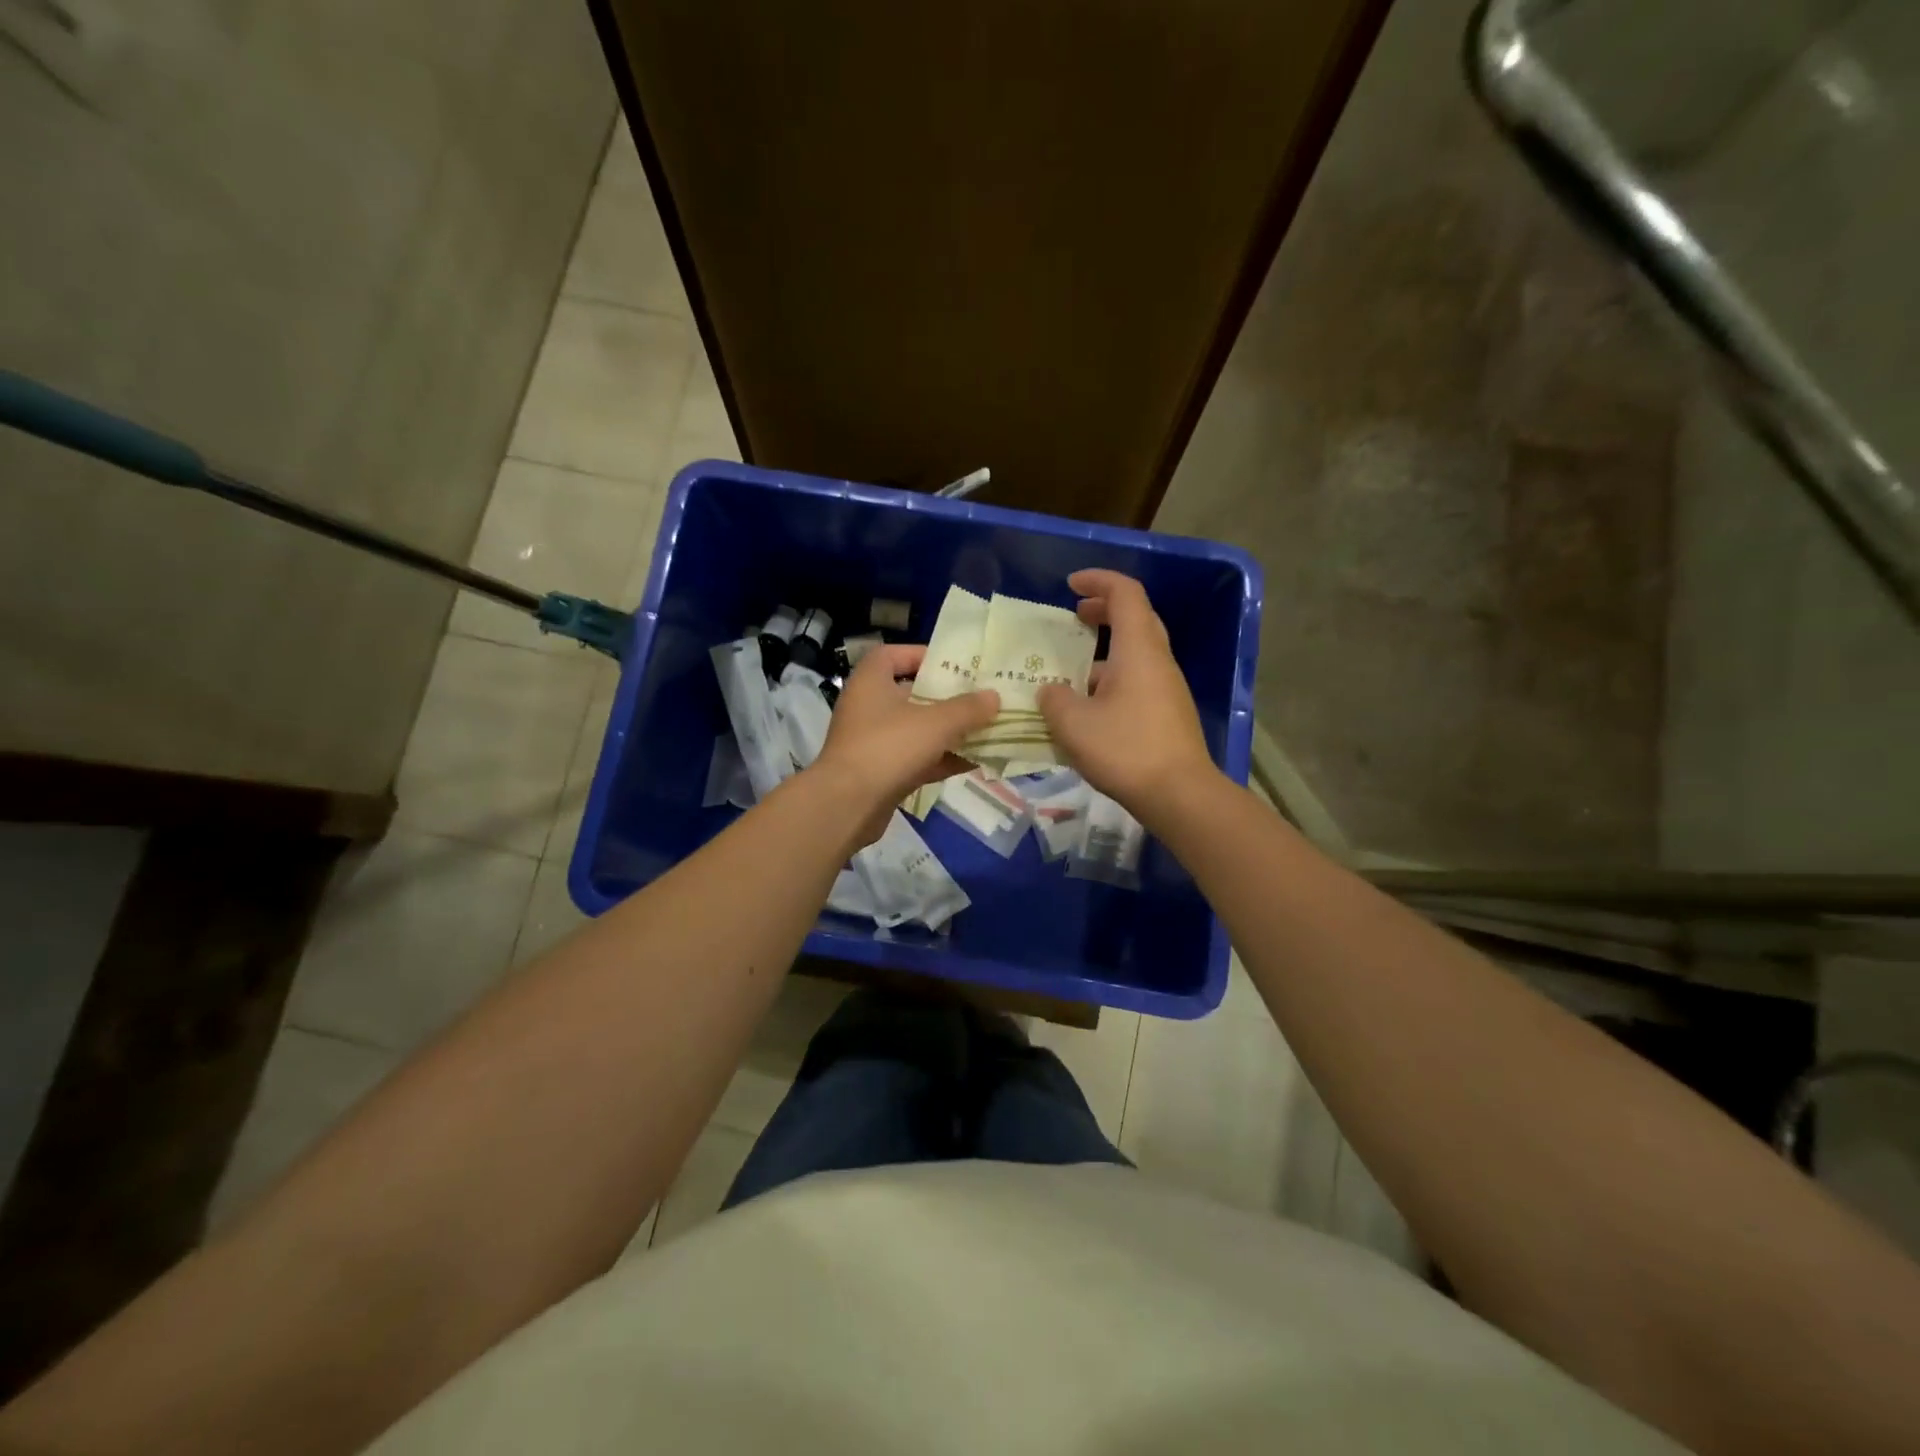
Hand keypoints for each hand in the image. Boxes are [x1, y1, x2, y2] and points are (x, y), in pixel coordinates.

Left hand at [810, 644, 998, 837]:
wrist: (847, 805)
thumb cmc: (889, 748)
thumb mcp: (936, 723)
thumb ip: (968, 708)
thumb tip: (994, 697)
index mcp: (871, 681)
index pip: (893, 655)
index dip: (923, 655)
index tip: (954, 664)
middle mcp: (868, 707)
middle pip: (911, 694)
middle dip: (946, 697)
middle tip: (979, 697)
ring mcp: (873, 742)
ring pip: (916, 730)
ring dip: (948, 731)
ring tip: (985, 729)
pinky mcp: (880, 772)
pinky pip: (916, 759)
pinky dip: (941, 759)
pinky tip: (973, 762)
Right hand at [1037, 569, 1215, 821]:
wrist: (1179, 794)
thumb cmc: (1125, 749)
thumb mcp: (1073, 723)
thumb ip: (1054, 699)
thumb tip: (1051, 691)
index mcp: (1138, 649)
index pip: (1125, 594)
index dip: (1098, 580)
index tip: (1071, 585)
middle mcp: (1158, 660)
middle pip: (1136, 618)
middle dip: (1103, 610)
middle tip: (1074, 617)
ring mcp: (1167, 688)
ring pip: (1136, 653)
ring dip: (1105, 650)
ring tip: (1071, 670)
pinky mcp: (1168, 713)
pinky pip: (1138, 680)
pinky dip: (1113, 678)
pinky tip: (1090, 707)